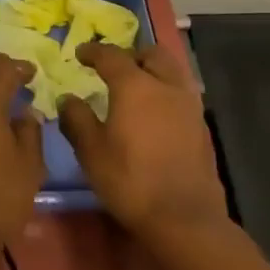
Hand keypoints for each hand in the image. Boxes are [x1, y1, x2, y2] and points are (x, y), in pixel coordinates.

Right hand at [56, 42, 227, 243]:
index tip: (80, 54)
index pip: (111, 55)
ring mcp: (189, 105)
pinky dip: (166, 92)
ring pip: (172, 71)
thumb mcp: (91, 151)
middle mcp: (165, 86)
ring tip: (137, 89)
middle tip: (114, 69)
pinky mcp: (202, 127)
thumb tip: (67, 99)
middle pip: (151, 54)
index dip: (93, 52)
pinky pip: (181, 94)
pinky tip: (155, 114)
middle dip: (131, 55)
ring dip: (153, 71)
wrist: (185, 218)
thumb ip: (76, 119)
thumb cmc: (130, 180)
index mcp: (135, 85)